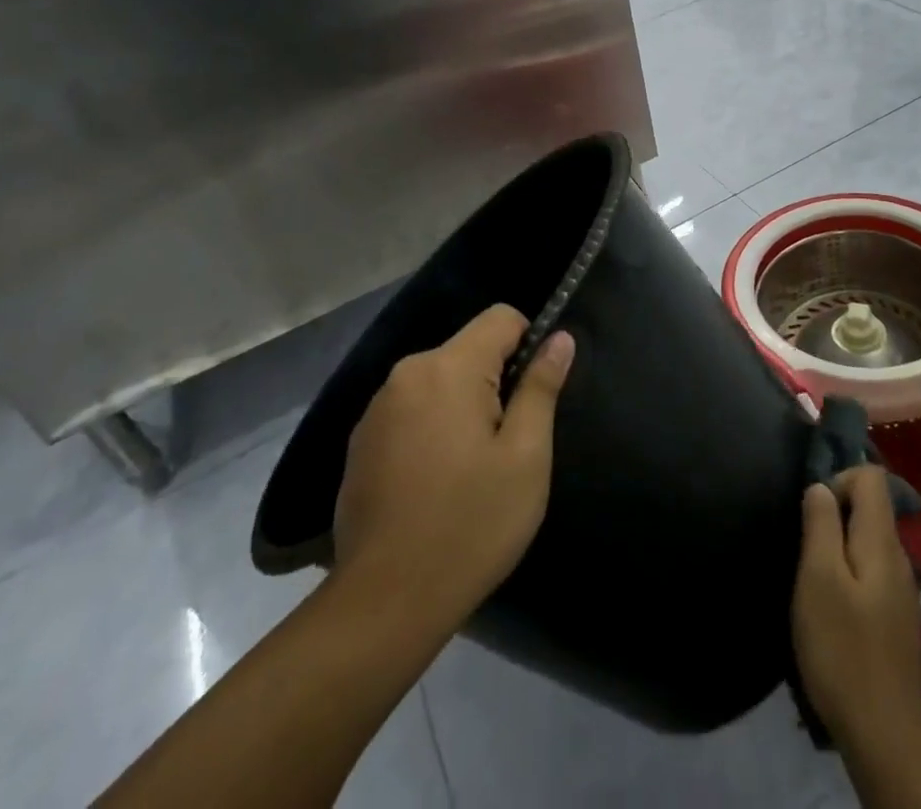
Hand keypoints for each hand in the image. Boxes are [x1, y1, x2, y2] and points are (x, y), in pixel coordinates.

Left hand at [334, 305, 574, 628]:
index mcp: (448, 368)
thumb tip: (560, 339)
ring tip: (472, 469)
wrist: (384, 603)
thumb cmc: (470, 525)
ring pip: (440, 381)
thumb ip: (541, 387)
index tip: (532, 397)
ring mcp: (377, 408)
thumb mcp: (525, 457)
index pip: (501, 317)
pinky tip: (436, 482)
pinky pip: (412, 410)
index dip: (529, 344)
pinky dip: (432, 427)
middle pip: (468, 349)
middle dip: (495, 381)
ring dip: (463, 406)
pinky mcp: (360, 441)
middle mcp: (407, 373)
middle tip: (507, 444)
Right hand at [792, 467, 920, 749]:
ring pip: (868, 540)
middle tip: (804, 544)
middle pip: (871, 506)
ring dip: (838, 544)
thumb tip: (820, 486)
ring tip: (811, 575)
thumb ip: (820, 524)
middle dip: (834, 512)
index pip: (871, 476)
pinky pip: (870, 570)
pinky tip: (830, 604)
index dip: (839, 478)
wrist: (884, 733)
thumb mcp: (818, 578)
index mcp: (881, 541)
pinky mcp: (894, 617)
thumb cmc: (843, 647)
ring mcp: (899, 589)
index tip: (813, 512)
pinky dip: (848, 571)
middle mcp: (898, 557)